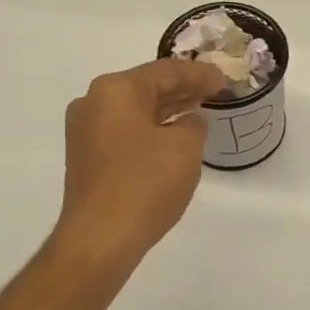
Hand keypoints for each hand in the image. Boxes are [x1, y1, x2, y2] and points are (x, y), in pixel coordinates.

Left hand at [54, 59, 225, 274]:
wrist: (100, 238)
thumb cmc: (145, 184)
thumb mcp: (185, 147)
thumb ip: (193, 124)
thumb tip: (186, 122)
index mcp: (116, 90)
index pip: (166, 71)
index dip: (199, 74)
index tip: (224, 79)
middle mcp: (93, 102)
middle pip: (146, 87)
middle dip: (181, 89)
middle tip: (213, 91)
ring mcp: (85, 131)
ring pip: (135, 110)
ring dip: (166, 110)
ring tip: (197, 110)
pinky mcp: (86, 158)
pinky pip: (125, 131)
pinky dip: (151, 129)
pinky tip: (172, 138)